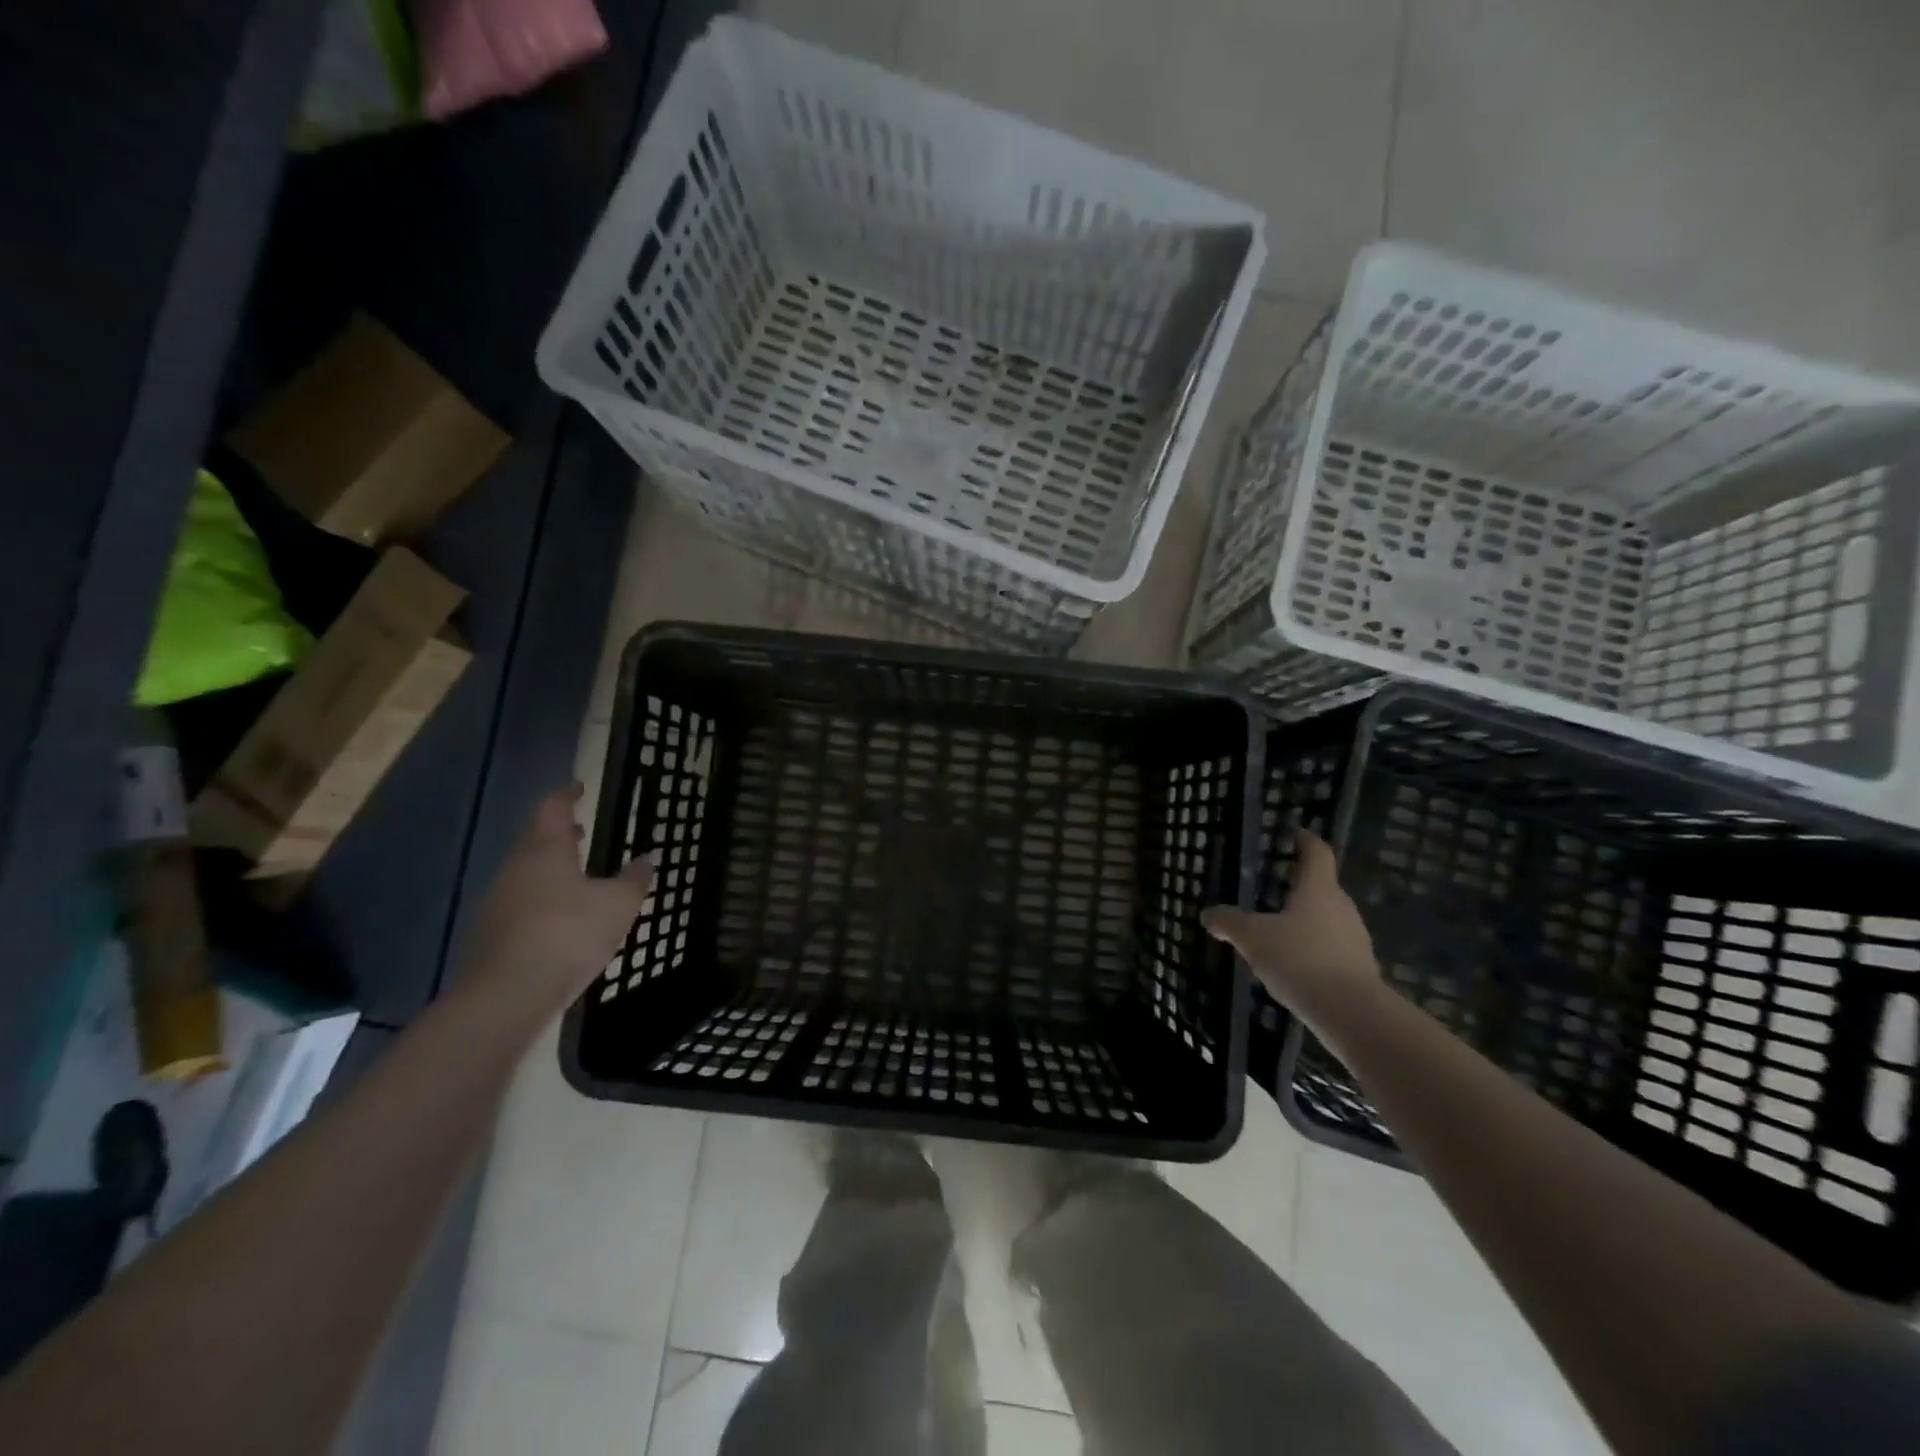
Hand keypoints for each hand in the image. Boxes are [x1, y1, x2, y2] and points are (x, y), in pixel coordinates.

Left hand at [462, 786, 654, 1010]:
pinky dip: (540, 895)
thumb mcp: (618, 905)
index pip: (552, 807)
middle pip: (534, 837)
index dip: (566, 794)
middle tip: (582, 829)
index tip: (579, 787)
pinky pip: (519, 900)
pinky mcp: (490, 932)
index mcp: (546, 848)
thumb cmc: (569, 935)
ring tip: (577, 873)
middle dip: (558, 831)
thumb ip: (634, 879)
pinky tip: (559, 915)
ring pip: (525, 870)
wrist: (507, 995)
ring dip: (549, 865)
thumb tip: (646, 858)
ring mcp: (497, 900)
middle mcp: (516, 866)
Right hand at [1200, 829, 1376, 1010]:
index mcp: (1318, 889)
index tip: (1295, 833)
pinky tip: (1294, 963)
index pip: (1317, 853)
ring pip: (1327, 918)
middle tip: (1275, 884)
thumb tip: (1208, 914)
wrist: (1351, 1013)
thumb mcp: (1253, 938)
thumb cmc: (1300, 960)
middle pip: (1322, 886)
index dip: (1305, 840)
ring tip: (1278, 928)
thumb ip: (1229, 923)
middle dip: (1299, 884)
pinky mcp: (1359, 968)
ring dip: (1305, 919)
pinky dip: (1313, 947)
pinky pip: (1331, 947)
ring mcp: (1355, 938)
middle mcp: (1341, 907)